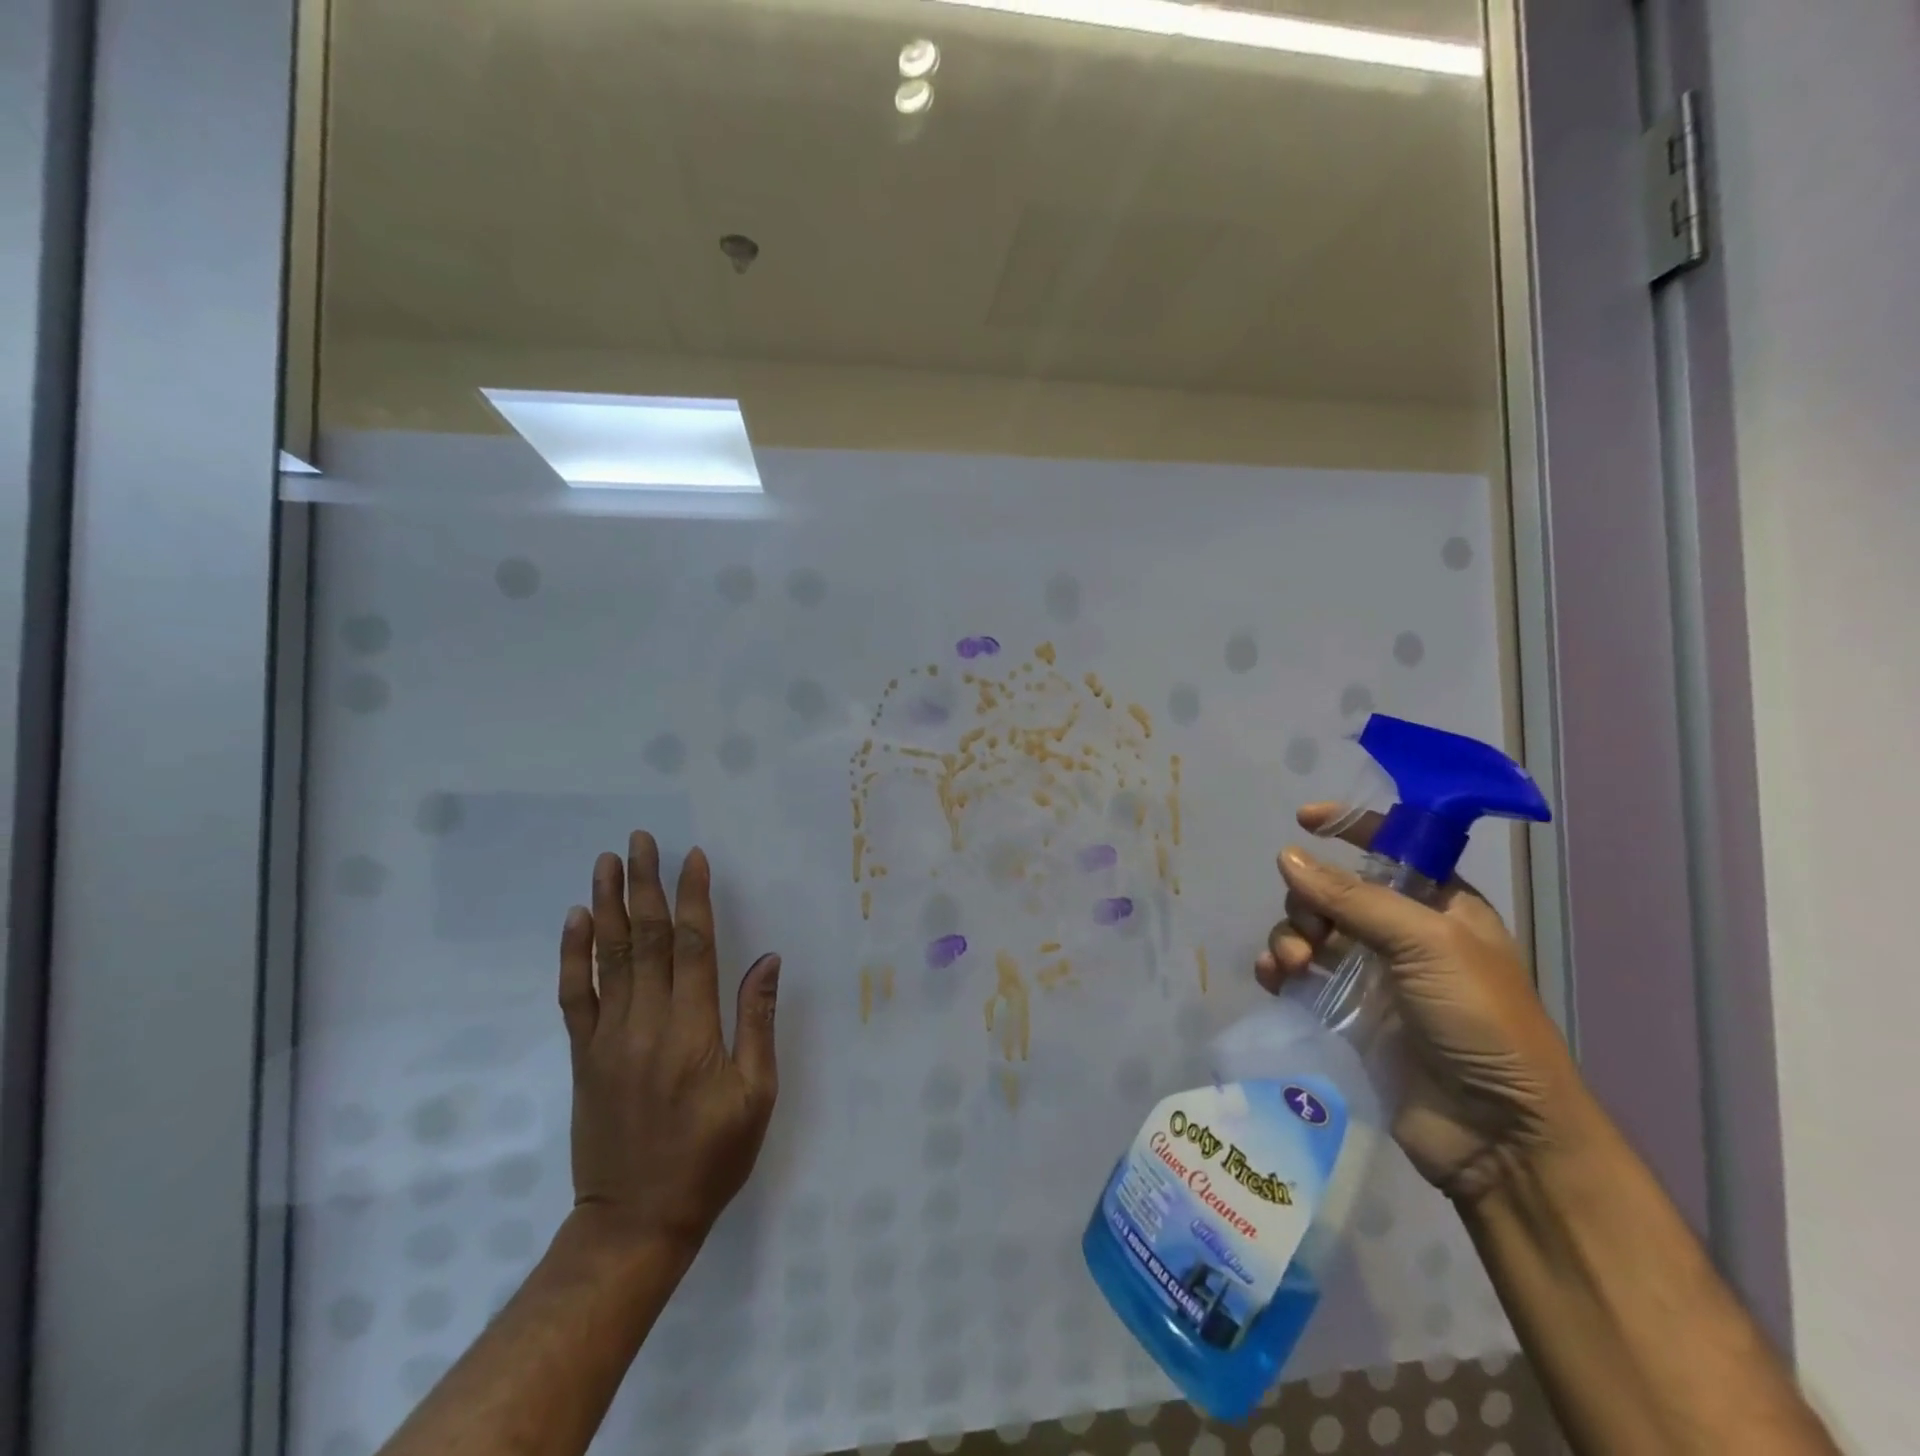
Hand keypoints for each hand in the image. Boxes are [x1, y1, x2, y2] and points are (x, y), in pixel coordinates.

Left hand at [558, 831, 781, 1252]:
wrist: (634, 1222)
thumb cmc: (709, 1158)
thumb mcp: (755, 1096)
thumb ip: (757, 1022)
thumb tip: (766, 960)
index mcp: (691, 1030)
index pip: (693, 946)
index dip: (694, 897)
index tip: (693, 857)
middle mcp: (646, 1022)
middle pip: (647, 938)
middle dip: (646, 884)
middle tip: (641, 840)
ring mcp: (608, 1038)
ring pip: (608, 957)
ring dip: (609, 905)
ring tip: (607, 862)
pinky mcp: (584, 1056)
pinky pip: (574, 996)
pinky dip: (574, 955)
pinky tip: (577, 921)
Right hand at [1256, 804, 1588, 1202]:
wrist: (1497, 1134)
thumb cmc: (1479, 1020)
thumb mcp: (1425, 943)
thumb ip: (1353, 897)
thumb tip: (1286, 856)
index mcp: (1441, 905)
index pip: (1393, 847)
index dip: (1352, 827)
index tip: (1305, 819)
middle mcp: (1404, 934)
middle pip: (1335, 891)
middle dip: (1308, 901)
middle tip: (1308, 929)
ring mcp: (1373, 975)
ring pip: (1311, 931)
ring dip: (1289, 937)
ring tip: (1287, 965)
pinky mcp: (1346, 1014)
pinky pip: (1299, 974)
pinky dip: (1278, 969)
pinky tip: (1271, 979)